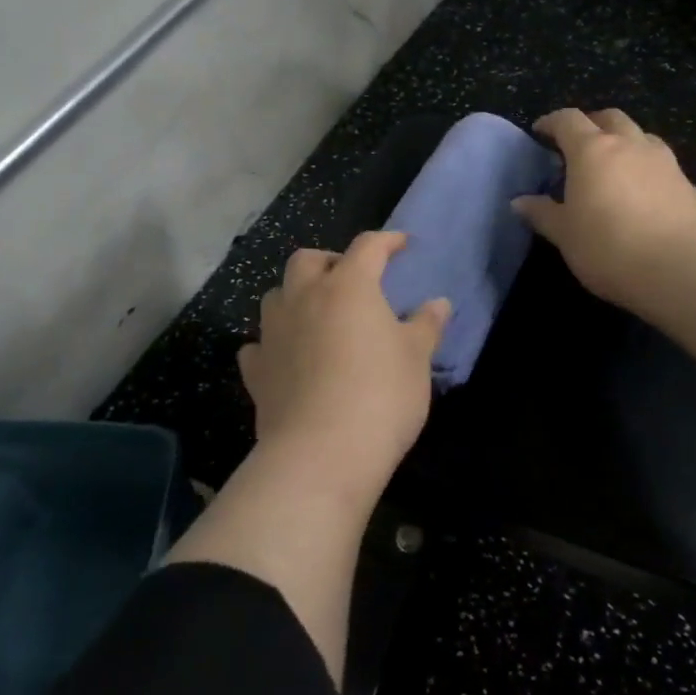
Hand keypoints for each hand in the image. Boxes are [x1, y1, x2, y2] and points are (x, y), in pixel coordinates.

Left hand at [238, 231, 451, 501]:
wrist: (321, 453)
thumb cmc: (381, 396)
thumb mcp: (416, 359)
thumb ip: (425, 326)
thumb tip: (439, 303)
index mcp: (348, 287)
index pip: (368, 247)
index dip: (387, 241)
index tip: (401, 244)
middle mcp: (304, 298)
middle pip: (308, 260)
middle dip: (329, 261)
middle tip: (350, 279)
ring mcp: (274, 333)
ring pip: (276, 295)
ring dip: (296, 295)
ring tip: (316, 314)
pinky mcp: (256, 370)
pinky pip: (259, 343)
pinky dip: (273, 342)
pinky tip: (286, 356)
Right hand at [513, 108, 695, 328]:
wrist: (683, 270)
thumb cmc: (610, 248)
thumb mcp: (565, 235)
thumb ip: (542, 213)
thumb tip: (519, 201)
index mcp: (592, 150)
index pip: (568, 120)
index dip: (551, 122)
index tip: (539, 132)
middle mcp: (629, 144)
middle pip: (608, 117)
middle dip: (589, 124)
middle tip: (575, 145)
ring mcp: (662, 160)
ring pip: (638, 134)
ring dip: (621, 140)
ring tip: (610, 165)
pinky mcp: (686, 182)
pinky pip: (658, 159)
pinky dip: (642, 163)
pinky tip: (637, 190)